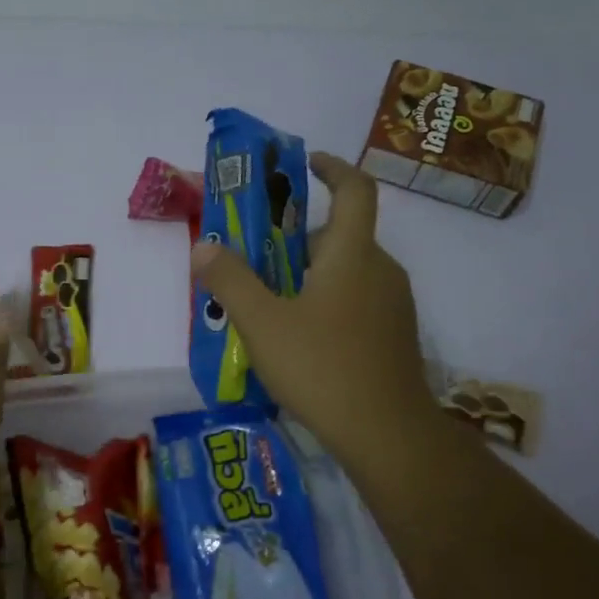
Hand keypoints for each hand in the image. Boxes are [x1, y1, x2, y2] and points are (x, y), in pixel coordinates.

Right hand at [190, 152, 439, 469]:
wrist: (387, 434)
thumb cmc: (322, 367)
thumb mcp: (262, 323)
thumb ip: (230, 281)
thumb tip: (203, 247)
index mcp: (353, 254)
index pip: (355, 190)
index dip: (332, 168)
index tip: (305, 164)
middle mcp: (381, 270)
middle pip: (341, 236)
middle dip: (299, 238)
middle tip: (257, 256)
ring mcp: (393, 306)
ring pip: (348, 272)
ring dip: (310, 274)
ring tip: (269, 302)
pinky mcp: (394, 336)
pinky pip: (357, 301)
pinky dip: (327, 301)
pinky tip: (298, 338)